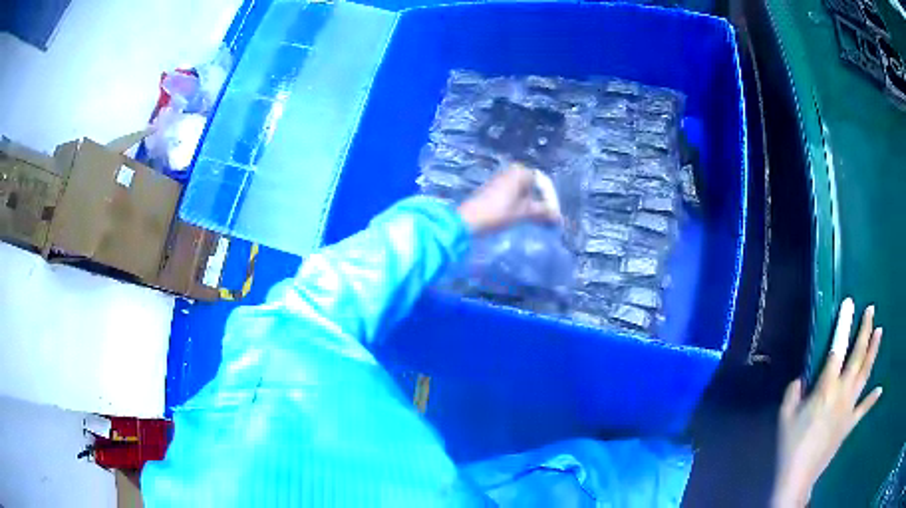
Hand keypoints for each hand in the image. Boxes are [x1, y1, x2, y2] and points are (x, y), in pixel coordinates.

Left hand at [457, 164, 560, 234]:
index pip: (544, 183)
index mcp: (520, 172)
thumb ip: (543, 212)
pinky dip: (524, 206)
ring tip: (541, 221)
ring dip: (535, 206)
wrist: (468, 220)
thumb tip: (558, 217)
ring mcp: (502, 180)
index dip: (552, 200)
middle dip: (544, 203)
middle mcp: (512, 171)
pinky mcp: (495, 190)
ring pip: (525, 192)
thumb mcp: (524, 212)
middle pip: (535, 187)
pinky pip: (516, 195)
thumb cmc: (498, 213)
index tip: (555, 216)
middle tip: (551, 219)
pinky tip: (527, 218)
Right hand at [772, 298, 882, 506]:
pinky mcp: (850, 424)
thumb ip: (794, 392)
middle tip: (871, 310)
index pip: (837, 348)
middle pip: (857, 356)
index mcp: (825, 388)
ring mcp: (849, 408)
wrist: (798, 476)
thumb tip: (802, 378)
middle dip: (865, 331)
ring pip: (865, 374)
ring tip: (879, 331)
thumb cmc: (790, 444)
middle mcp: (842, 392)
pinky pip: (864, 409)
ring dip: (873, 352)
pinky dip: (872, 399)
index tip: (850, 304)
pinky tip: (880, 389)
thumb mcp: (785, 416)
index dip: (843, 325)